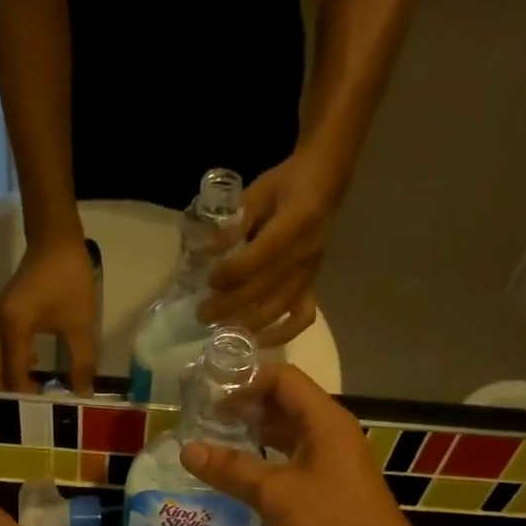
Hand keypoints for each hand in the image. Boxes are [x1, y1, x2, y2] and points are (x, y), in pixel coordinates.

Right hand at [0, 238, 97, 393]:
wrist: (55, 241)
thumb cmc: (68, 279)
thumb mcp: (80, 324)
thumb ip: (82, 362)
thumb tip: (83, 393)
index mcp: (13, 328)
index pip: (13, 374)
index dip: (27, 395)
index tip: (45, 409)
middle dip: (9, 392)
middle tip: (33, 407)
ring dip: (7, 378)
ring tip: (34, 391)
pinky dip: (7, 363)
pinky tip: (31, 366)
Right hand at [178, 366, 429, 525]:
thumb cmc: (331, 524)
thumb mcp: (275, 494)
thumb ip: (231, 469)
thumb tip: (187, 449)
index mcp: (324, 420)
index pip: (282, 378)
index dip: (245, 381)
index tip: (209, 398)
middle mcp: (330, 433)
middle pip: (283, 404)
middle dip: (244, 408)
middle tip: (202, 422)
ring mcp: (331, 461)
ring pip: (286, 435)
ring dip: (252, 436)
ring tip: (213, 446)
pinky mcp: (328, 487)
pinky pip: (291, 461)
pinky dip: (265, 462)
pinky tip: (238, 477)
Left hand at [201, 147, 344, 347]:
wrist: (322, 184)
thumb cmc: (284, 185)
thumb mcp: (257, 193)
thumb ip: (233, 223)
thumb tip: (205, 251)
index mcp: (295, 224)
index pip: (260, 257)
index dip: (233, 273)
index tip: (209, 281)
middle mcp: (305, 254)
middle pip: (266, 288)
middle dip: (231, 305)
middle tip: (203, 315)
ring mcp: (310, 273)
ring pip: (280, 307)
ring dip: (248, 323)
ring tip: (221, 331)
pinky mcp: (312, 285)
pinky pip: (302, 317)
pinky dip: (282, 334)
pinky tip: (259, 341)